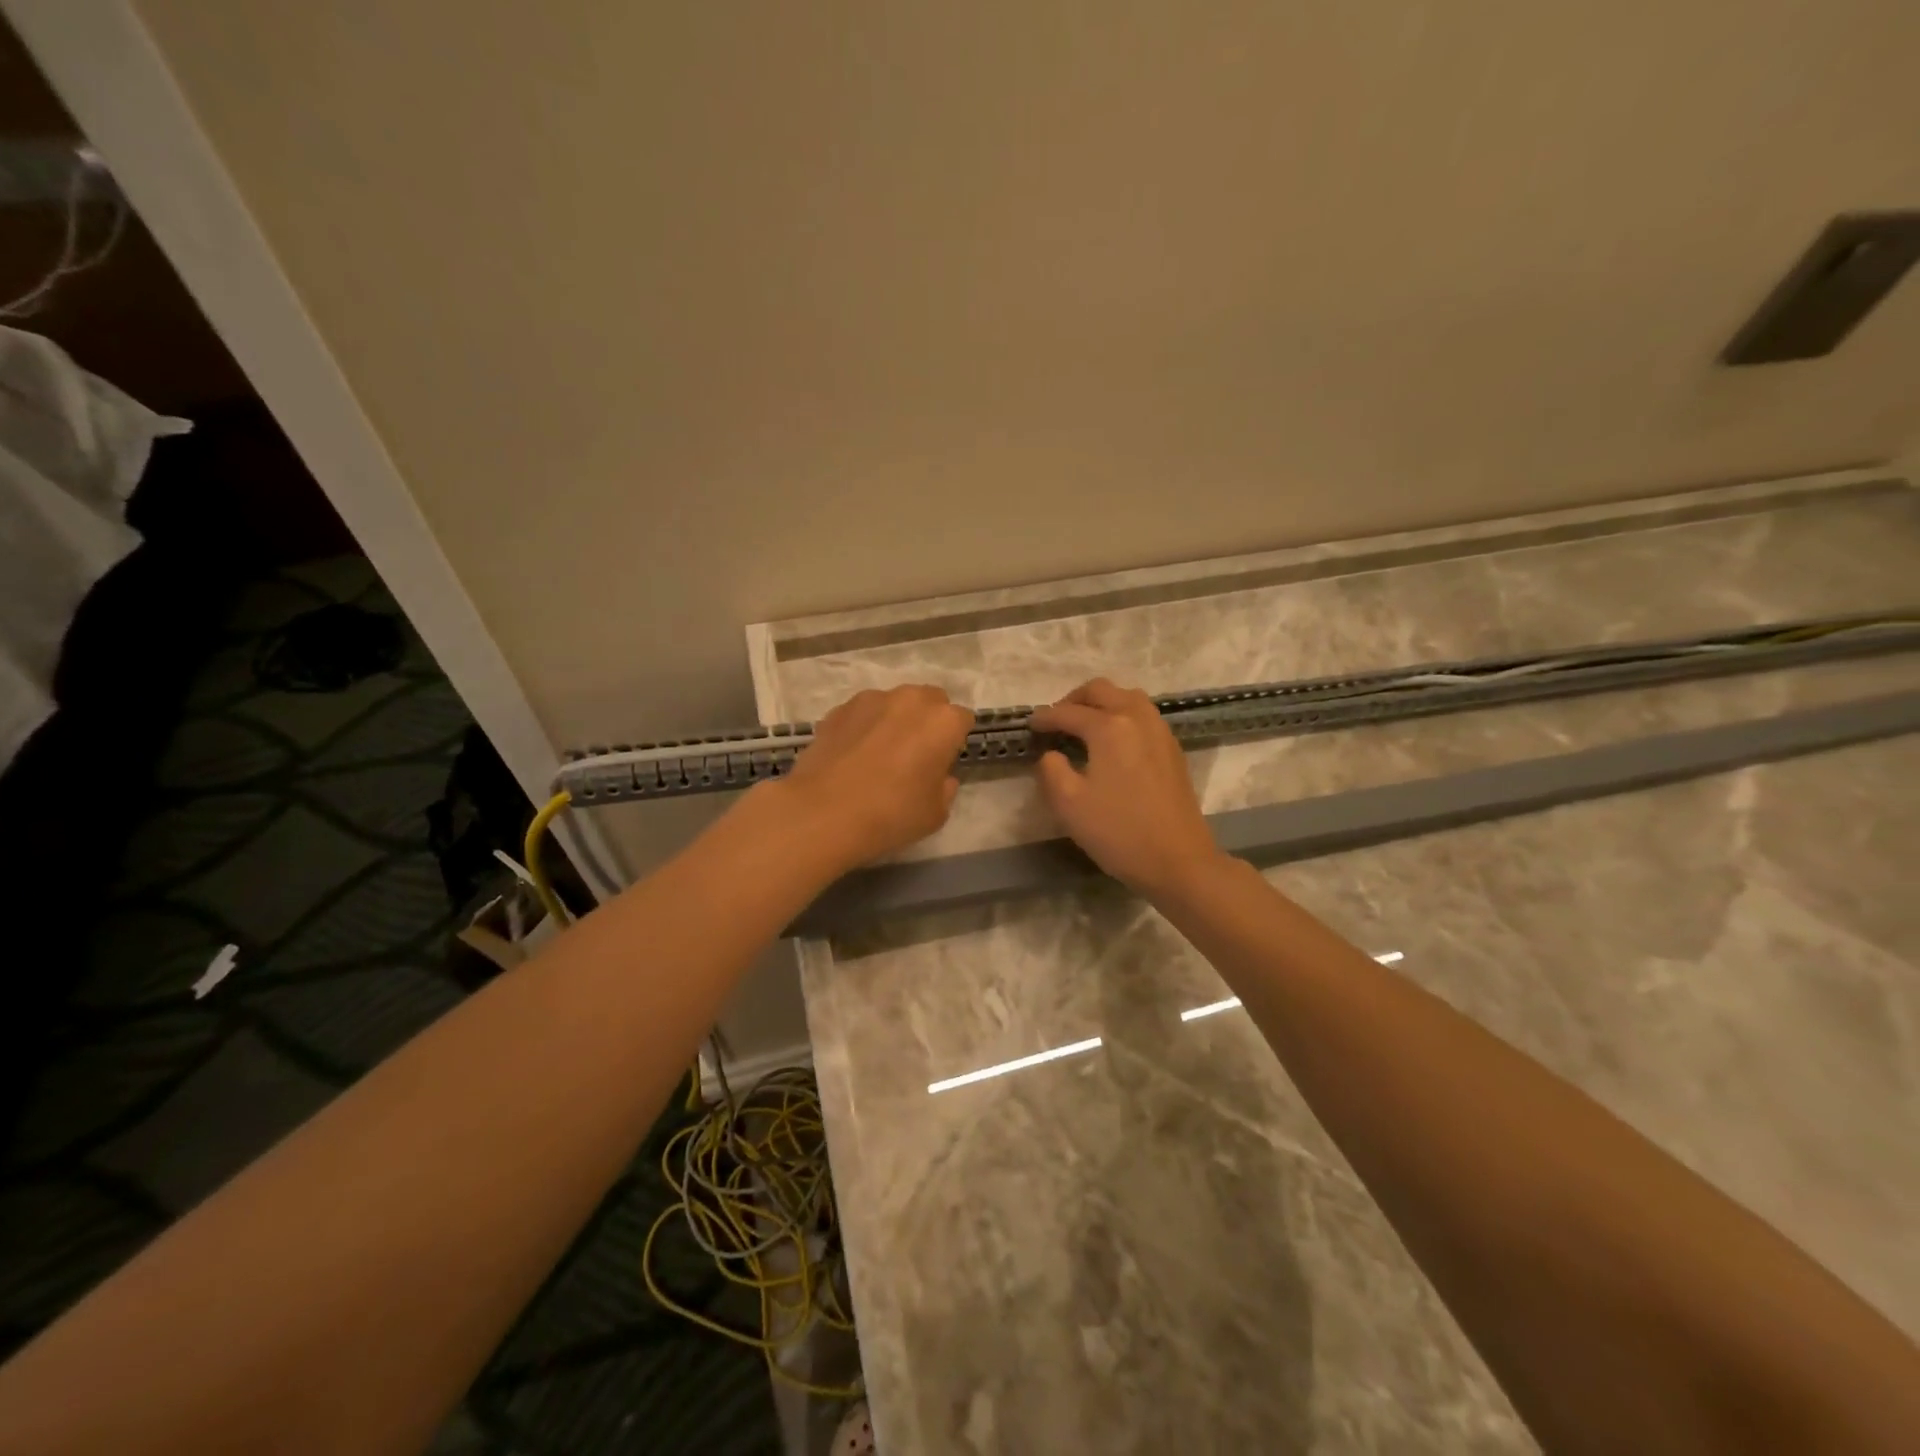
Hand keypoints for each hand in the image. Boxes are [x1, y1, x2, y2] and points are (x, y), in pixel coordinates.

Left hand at [773, 685, 975, 870]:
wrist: (823, 812)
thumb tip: (939, 776)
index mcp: (943, 722)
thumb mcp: (935, 814)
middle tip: (914, 754)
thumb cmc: (890, 814)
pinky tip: (852, 755)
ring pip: (895, 703)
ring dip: (895, 720)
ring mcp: (872, 699)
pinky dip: (864, 726)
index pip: (962, 720)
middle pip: (931, 701)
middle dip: (928, 721)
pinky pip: (863, 713)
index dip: (954, 742)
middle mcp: (911, 700)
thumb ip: (945, 788)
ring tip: (879, 754)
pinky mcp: (840, 708)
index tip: (942, 763)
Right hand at [1031, 678, 1221, 897]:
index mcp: (1109, 727)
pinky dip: (1122, 716)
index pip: (1068, 712)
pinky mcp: (1172, 750)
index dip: (1045, 718)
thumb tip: (1051, 754)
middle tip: (1056, 720)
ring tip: (1084, 726)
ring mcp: (1160, 732)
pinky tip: (1112, 742)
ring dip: (1102, 703)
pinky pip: (1143, 715)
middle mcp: (1137, 718)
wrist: (1178, 860)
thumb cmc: (1118, 832)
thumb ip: (1050, 769)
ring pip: (1127, 697)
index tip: (1030, 726)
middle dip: (1074, 699)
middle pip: (1102, 690)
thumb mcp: (1068, 804)